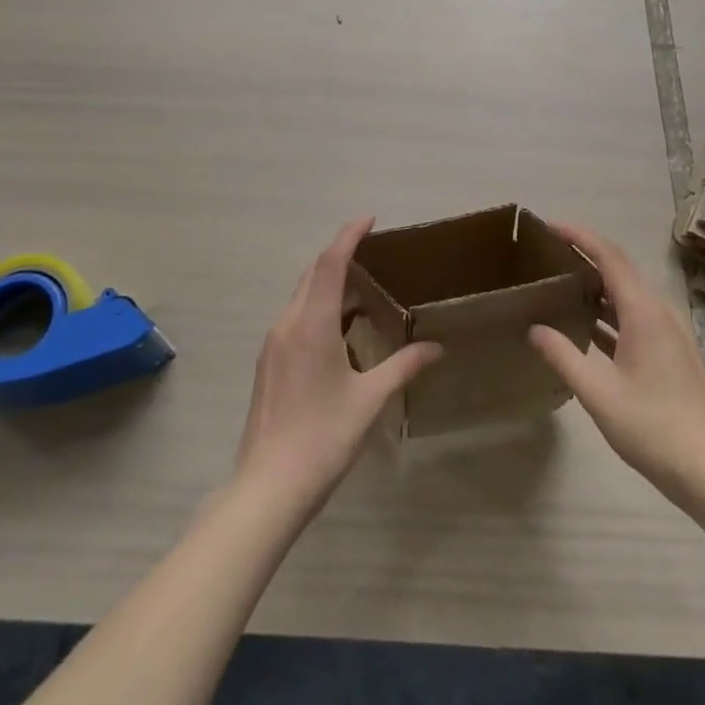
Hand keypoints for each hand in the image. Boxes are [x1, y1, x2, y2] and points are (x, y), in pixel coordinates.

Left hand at [233, 216, 440, 519]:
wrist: (268, 486)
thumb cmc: (323, 437)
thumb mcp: (369, 400)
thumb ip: (403, 366)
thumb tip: (436, 348)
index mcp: (312, 324)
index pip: (330, 263)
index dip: (349, 235)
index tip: (370, 219)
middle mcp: (288, 324)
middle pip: (312, 273)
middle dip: (340, 254)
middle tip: (372, 251)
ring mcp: (274, 343)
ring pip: (301, 295)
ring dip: (328, 282)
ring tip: (363, 289)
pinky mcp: (269, 362)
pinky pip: (295, 317)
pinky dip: (318, 307)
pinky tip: (340, 329)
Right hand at [528, 222, 704, 504]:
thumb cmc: (652, 427)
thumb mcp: (598, 393)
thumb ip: (562, 356)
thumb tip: (534, 328)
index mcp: (644, 312)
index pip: (609, 256)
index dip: (579, 236)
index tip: (548, 226)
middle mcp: (659, 312)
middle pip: (619, 269)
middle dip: (584, 254)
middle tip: (547, 253)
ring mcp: (668, 332)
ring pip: (627, 293)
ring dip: (596, 284)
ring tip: (559, 283)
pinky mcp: (671, 351)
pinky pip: (635, 314)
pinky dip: (609, 309)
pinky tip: (586, 324)